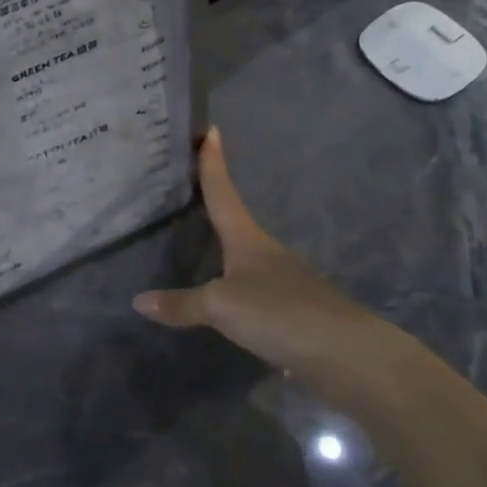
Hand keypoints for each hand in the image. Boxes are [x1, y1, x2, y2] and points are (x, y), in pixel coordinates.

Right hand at [133, 128, 415, 397]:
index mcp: (248, 239)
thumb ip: (182, 304)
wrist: (348, 356)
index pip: (223, 192)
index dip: (214, 163)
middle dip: (215, 202)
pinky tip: (224, 298)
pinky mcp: (292, 313)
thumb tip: (138, 301)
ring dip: (225, 247)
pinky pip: (254, 292)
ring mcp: (284, 282)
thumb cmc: (281, 314)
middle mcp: (266, 253)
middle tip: (189, 185)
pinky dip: (235, 288)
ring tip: (199, 241)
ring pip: (245, 257)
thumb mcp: (222, 306)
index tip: (211, 130)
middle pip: (235, 220)